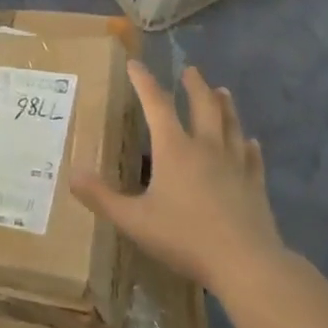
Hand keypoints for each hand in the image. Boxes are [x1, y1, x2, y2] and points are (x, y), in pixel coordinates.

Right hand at [72, 62, 286, 292]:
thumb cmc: (185, 237)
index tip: (135, 64)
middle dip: (194, 86)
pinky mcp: (255, 185)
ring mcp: (234, 164)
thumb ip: (102, 198)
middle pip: (203, 106)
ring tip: (222, 92)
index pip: (156, 104)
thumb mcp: (134, 220)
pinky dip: (249, 147)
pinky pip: (252, 158)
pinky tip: (252, 143)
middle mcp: (206, 147)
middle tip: (191, 71)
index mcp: (174, 148)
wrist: (246, 263)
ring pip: (230, 125)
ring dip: (225, 106)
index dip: (144, 82)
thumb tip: (72, 174)